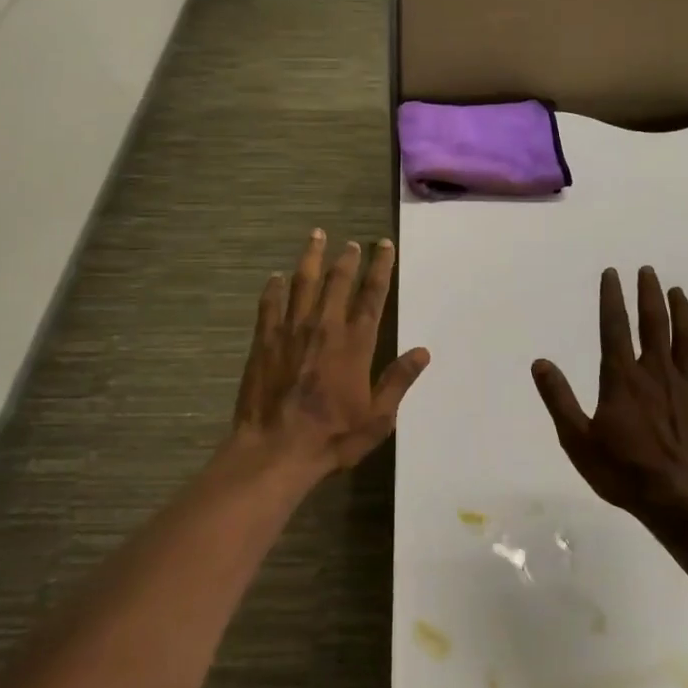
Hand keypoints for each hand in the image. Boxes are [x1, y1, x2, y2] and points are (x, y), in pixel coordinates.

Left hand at [230, 229, 430, 485]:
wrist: (276, 450)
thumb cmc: (332, 437)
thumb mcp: (378, 418)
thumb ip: (398, 381)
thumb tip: (423, 352)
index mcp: (356, 343)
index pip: (372, 295)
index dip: (380, 267)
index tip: (383, 246)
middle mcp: (325, 327)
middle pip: (338, 281)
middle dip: (347, 258)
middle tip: (352, 243)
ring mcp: (292, 331)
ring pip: (303, 283)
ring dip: (311, 258)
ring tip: (317, 236)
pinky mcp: (265, 341)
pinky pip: (270, 304)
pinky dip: (274, 288)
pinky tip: (276, 276)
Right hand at [532, 267, 687, 515]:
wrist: (679, 501)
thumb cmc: (622, 471)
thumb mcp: (577, 439)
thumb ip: (559, 399)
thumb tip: (540, 363)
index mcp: (622, 378)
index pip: (614, 327)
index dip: (612, 297)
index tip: (612, 273)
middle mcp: (655, 373)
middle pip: (654, 324)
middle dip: (649, 294)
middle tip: (648, 270)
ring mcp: (686, 388)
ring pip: (686, 339)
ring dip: (682, 313)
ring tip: (677, 292)